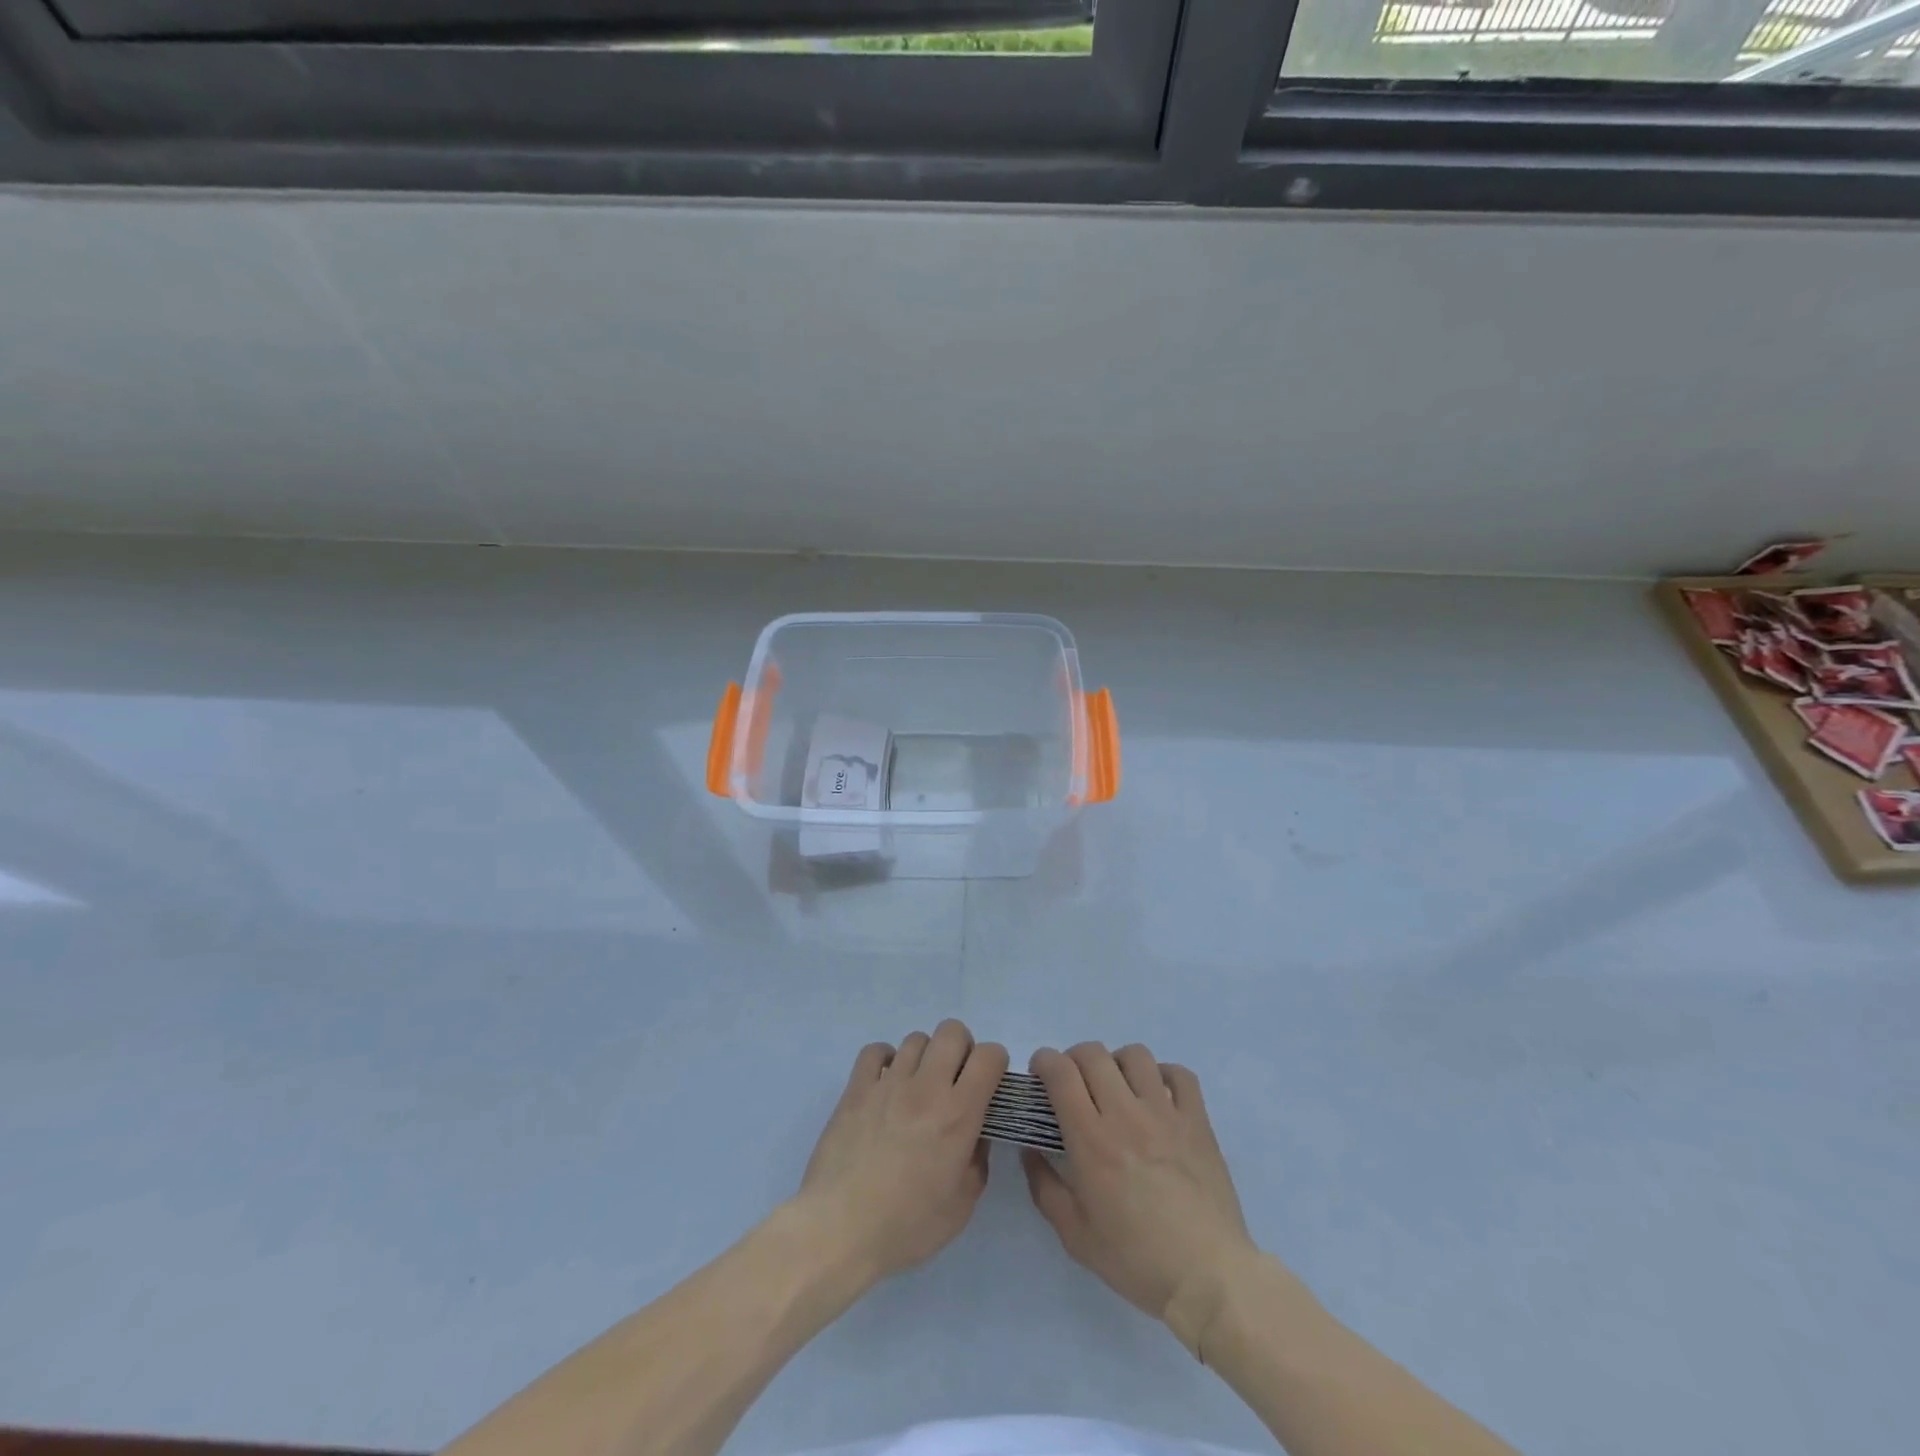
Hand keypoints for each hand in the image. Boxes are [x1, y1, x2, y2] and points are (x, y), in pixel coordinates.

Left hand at [794, 1020, 1008, 1284]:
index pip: (988, 1056)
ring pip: (916, 1038)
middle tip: (955, 1080)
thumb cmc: (907, 1225)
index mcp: (958, 1114)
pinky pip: (875, 1050)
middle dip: (962, 1048)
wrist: (840, 1229)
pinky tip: (886, 1084)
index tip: (989, 1083)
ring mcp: (888, 1082)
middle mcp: (926, 1087)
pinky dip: (885, 1059)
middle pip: (952, 1031)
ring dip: (925, 1056)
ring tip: (918, 1086)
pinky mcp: (856, 1087)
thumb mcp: (961, 1206)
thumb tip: (977, 1133)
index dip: (995, 1062)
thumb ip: (978, 1161)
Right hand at [1023, 1043, 1259, 1324]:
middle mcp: (1125, 1114)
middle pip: (1093, 1053)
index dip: (1044, 1061)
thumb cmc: (1137, 1260)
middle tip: (1074, 1083)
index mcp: (1091, 1140)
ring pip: (1135, 1055)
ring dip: (1117, 1063)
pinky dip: (1163, 1075)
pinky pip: (1179, 1074)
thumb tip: (1031, 1149)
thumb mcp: (1075, 1236)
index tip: (1040, 1076)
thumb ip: (1045, 1187)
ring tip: (1117, 1087)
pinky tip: (1157, 1096)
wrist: (1208, 1278)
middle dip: (1073, 1058)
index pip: (1061, 1072)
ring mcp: (1165, 1113)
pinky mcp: (1197, 1120)